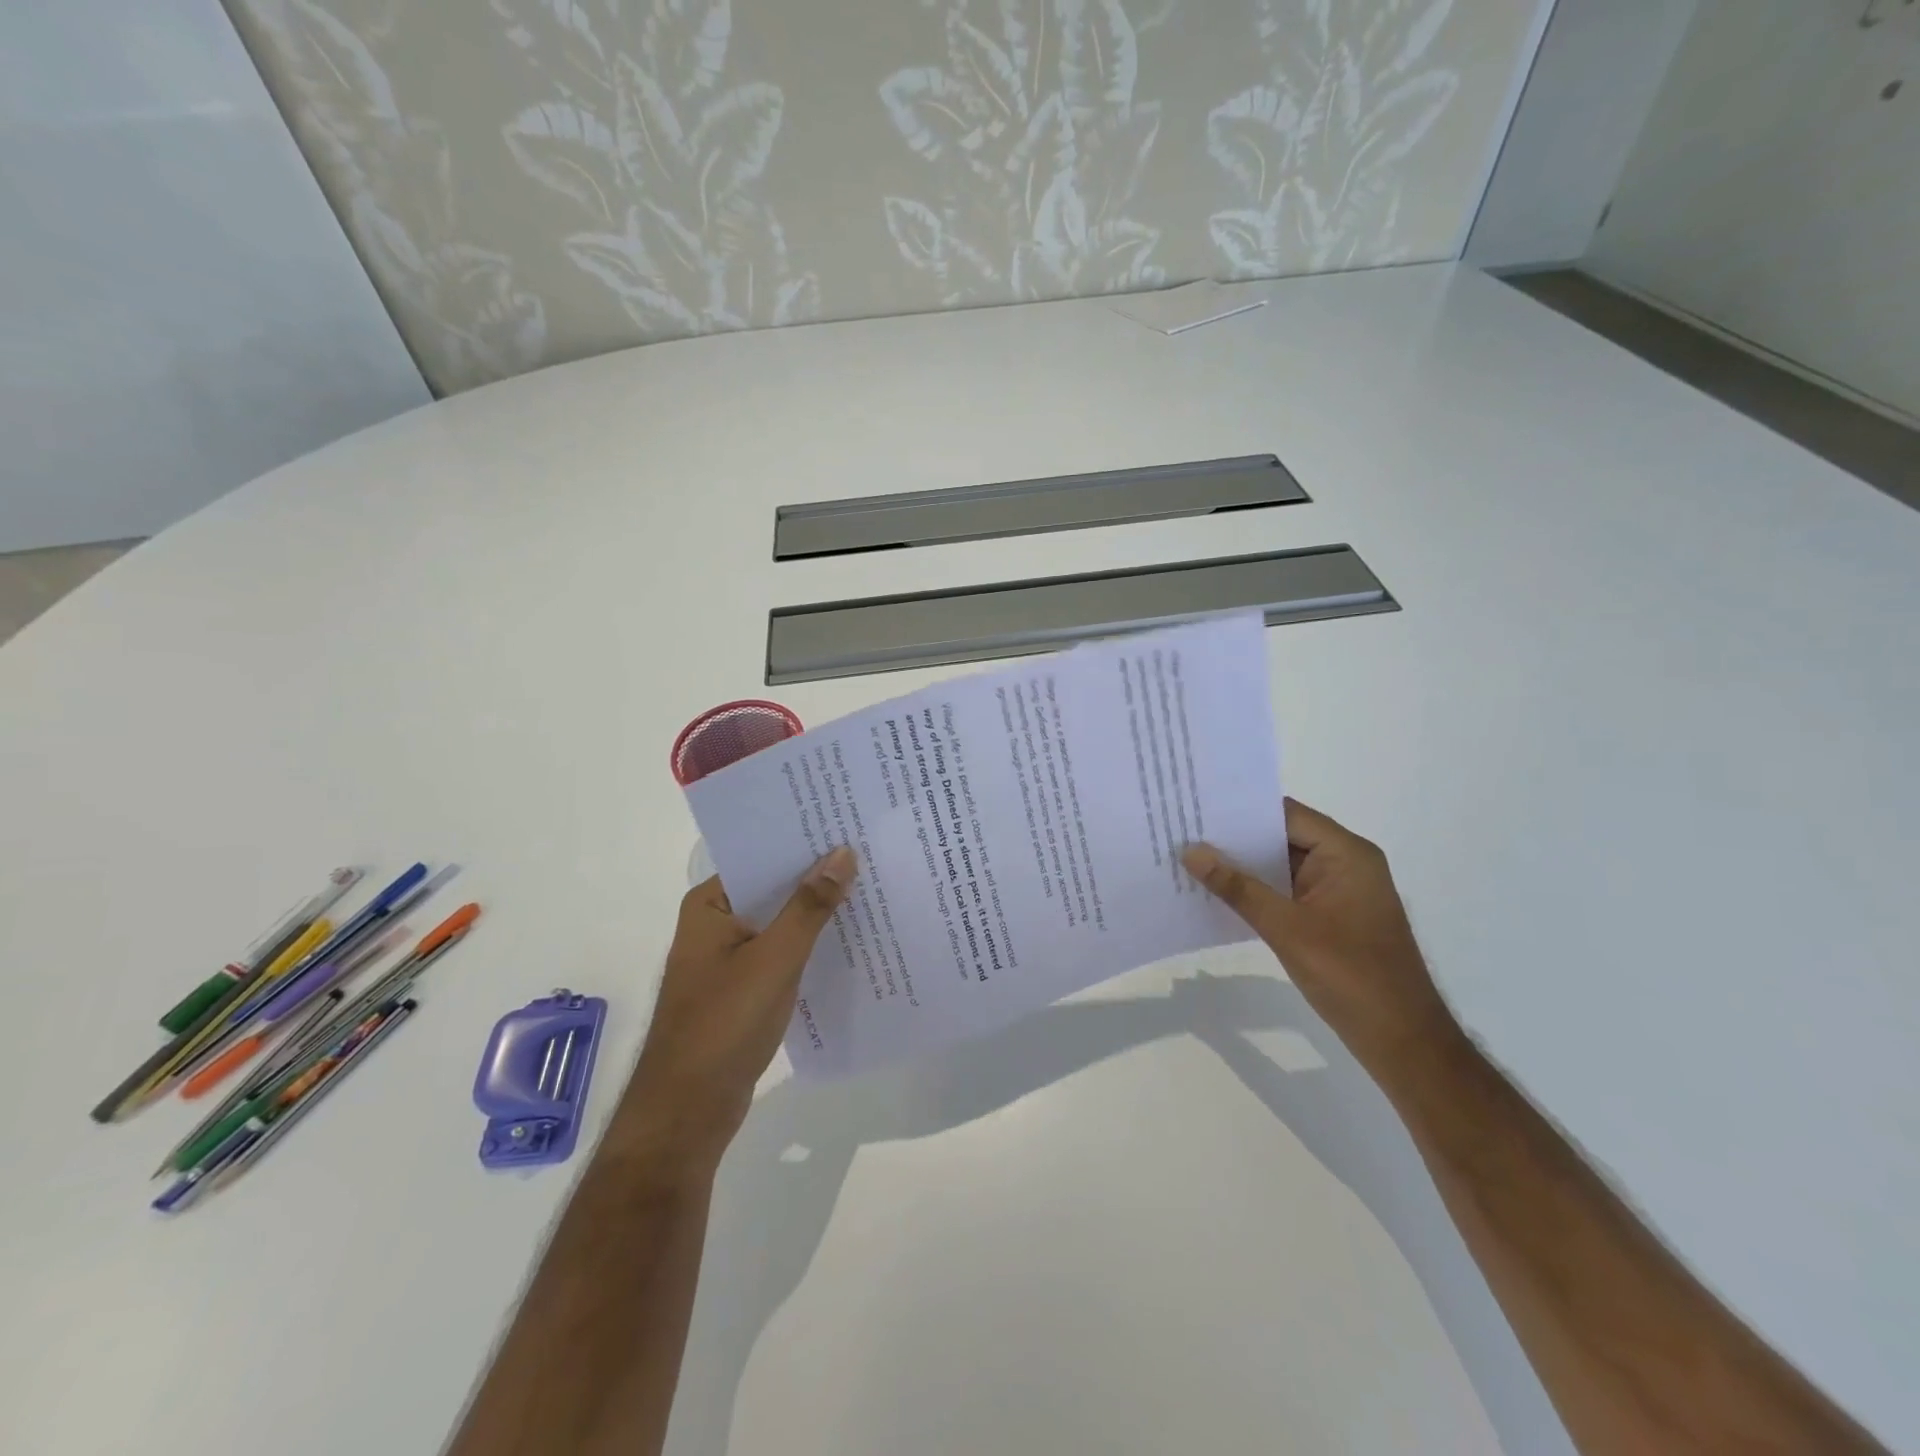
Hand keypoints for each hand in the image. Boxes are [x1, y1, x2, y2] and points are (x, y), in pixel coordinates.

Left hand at [610, 847, 857, 1176]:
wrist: (688, 1113)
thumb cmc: (724, 1024)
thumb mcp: (775, 959)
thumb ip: (810, 906)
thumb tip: (843, 853)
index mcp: (710, 905)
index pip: (762, 858)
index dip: (804, 844)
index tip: (848, 828)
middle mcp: (716, 924)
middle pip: (773, 890)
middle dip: (817, 879)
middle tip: (870, 856)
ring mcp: (728, 959)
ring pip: (781, 924)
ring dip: (817, 915)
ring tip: (871, 892)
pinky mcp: (742, 990)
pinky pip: (782, 955)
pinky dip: (810, 948)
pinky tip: (851, 943)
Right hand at [1182, 799, 1459, 1081]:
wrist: (1402, 1039)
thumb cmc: (1350, 975)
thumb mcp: (1286, 928)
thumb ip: (1238, 887)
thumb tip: (1191, 851)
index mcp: (1346, 854)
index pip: (1286, 815)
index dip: (1242, 809)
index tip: (1197, 806)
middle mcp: (1346, 863)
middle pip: (1283, 836)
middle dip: (1236, 837)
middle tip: (1184, 830)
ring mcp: (1340, 891)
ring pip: (1282, 865)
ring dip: (1243, 865)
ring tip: (1191, 857)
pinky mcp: (1332, 916)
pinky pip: (1288, 890)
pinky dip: (1258, 890)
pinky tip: (1219, 893)